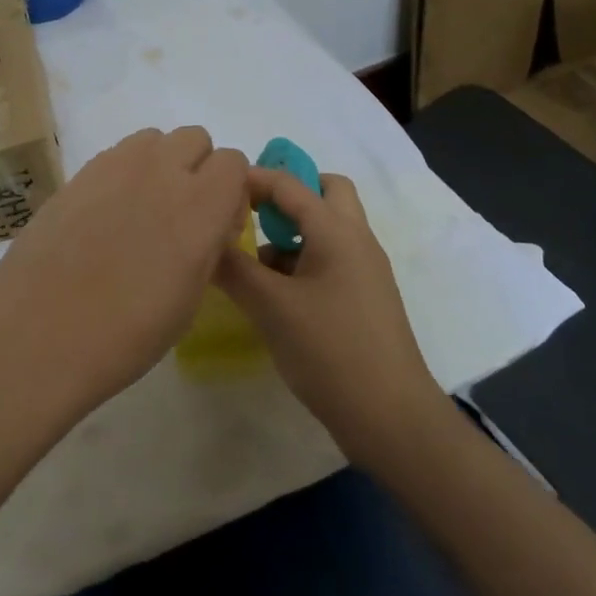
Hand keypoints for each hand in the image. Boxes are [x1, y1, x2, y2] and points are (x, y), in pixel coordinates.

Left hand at [0, 127, 249, 415]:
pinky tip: (105, 217)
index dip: (230, 190)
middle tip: (181, 214)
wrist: (39, 336)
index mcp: (199, 206)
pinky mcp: (77, 173)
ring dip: (159, 164)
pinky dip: (123, 174)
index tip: (217, 225)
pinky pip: (116, 156)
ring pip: (153, 140)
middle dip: (197, 168)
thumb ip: (209, 245)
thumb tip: (209, 224)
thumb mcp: (191, 298)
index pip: (234, 162)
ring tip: (141, 211)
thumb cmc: (126, 335)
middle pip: (194, 139)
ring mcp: (114, 167)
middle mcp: (160, 172)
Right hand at [215, 170, 452, 468]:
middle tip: (251, 213)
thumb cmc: (330, 351)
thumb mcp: (271, 307)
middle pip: (325, 191)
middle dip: (287, 194)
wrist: (390, 417)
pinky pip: (330, 258)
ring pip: (328, 227)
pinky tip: (274, 293)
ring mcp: (365, 269)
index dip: (252, 178)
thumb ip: (234, 269)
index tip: (216, 185)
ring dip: (293, 230)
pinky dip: (302, 260)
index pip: (290, 183)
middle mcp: (356, 239)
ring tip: (252, 261)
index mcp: (337, 230)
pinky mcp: (364, 297)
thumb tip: (204, 242)